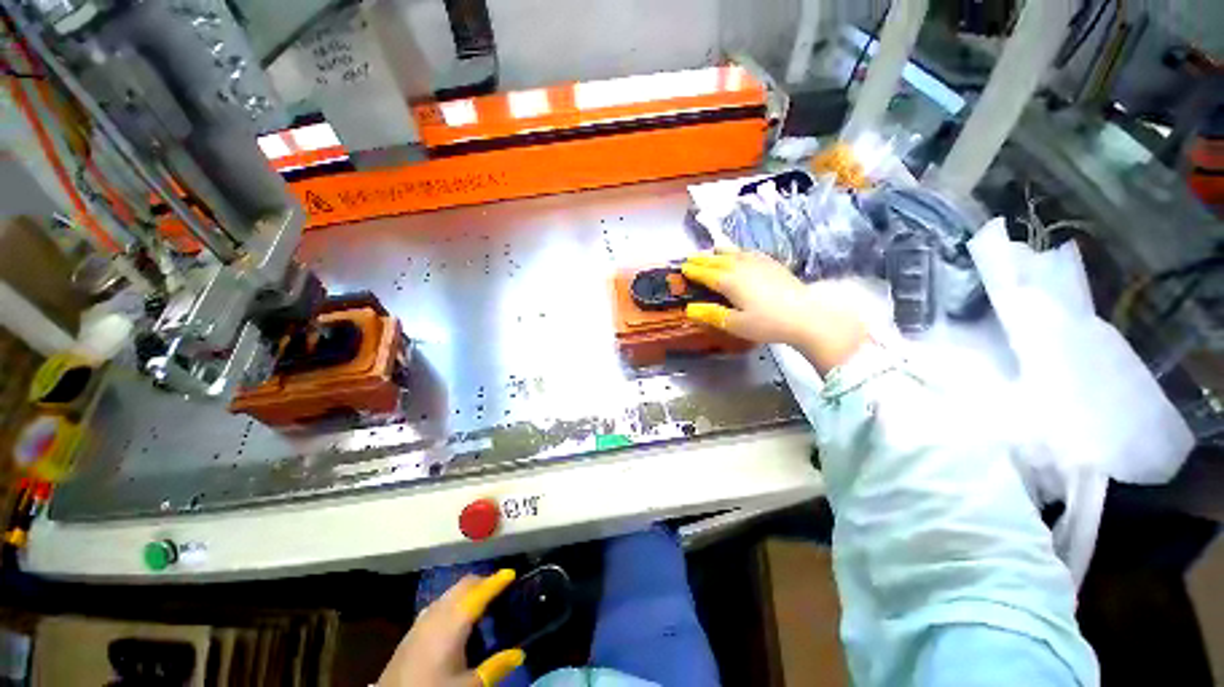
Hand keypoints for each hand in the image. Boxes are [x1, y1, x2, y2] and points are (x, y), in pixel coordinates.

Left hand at [378, 570, 524, 686]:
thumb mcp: (468, 686)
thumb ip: (495, 667)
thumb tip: (519, 653)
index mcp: (453, 621)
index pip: (480, 592)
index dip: (497, 580)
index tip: (512, 572)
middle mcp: (437, 613)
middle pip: (464, 585)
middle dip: (483, 581)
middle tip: (501, 590)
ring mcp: (421, 620)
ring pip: (450, 592)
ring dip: (468, 591)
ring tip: (482, 605)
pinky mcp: (411, 632)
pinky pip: (439, 604)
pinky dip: (454, 602)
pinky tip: (456, 622)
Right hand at [682, 248, 867, 373]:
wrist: (807, 315)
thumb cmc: (767, 323)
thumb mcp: (736, 324)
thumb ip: (711, 315)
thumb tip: (689, 309)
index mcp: (729, 282)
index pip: (706, 273)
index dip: (693, 271)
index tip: (682, 268)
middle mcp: (741, 267)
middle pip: (717, 260)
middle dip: (702, 259)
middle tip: (690, 258)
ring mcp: (758, 263)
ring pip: (733, 253)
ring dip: (719, 252)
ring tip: (711, 250)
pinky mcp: (772, 264)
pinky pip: (749, 252)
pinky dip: (738, 251)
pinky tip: (741, 253)